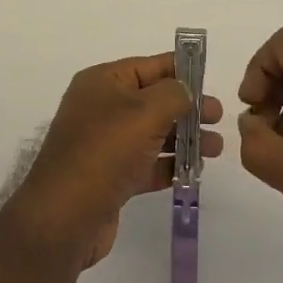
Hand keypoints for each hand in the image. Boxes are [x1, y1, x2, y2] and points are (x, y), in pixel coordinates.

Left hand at [14, 54, 222, 269]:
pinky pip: (146, 162)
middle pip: (154, 99)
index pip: (150, 66)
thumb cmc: (105, 151)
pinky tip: (195, 170)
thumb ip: (174, 94)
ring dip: (184, 137)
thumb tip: (187, 91)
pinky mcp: (110, 176)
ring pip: (153, 133)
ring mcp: (104, 143)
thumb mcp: (145, 111)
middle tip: (219, 118)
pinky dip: (169, 163)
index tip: (212, 81)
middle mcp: (101, 107)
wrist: (64, 217)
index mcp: (103, 82)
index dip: (182, 70)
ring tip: (215, 148)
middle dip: (188, 107)